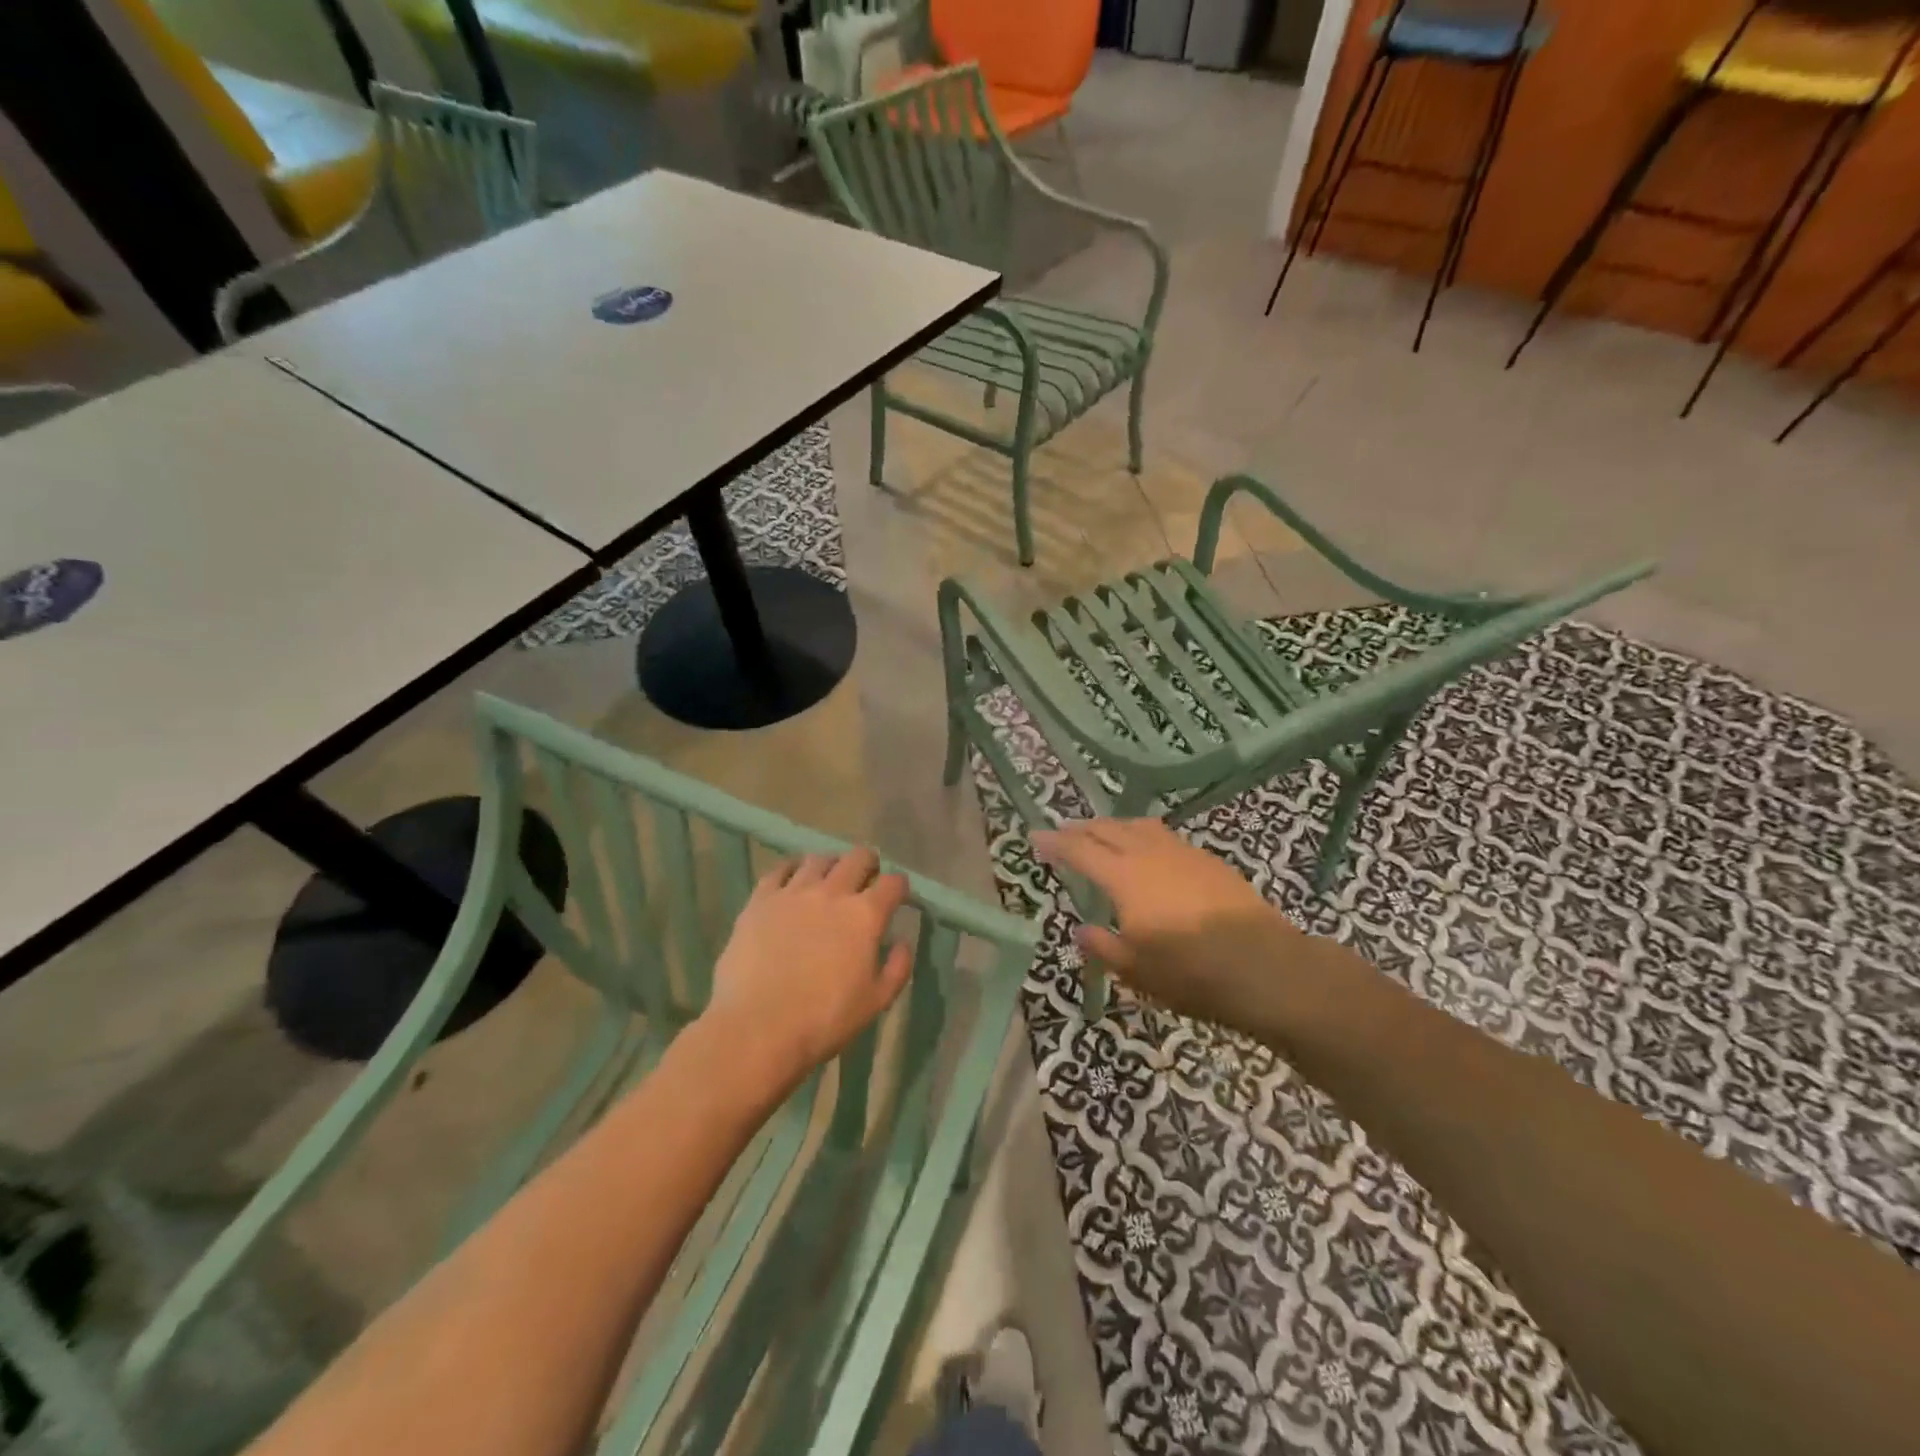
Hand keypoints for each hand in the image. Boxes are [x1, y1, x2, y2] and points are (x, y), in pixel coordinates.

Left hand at [701, 847, 912, 1092]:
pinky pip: (780, 869)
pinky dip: (793, 868)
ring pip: (819, 859)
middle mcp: (832, 893)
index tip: (898, 895)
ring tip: (829, 876)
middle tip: (867, 877)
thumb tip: (901, 942)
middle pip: (857, 858)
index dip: (899, 886)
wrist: (758, 1028)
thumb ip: (897, 968)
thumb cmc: (824, 1020)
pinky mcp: (760, 900)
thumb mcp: (876, 1002)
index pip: (893, 884)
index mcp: (865, 916)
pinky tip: (793, 878)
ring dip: (832, 864)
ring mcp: (793, 892)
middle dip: (869, 863)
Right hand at [1033, 818, 1309, 1030]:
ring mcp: (1184, 853)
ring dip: (1114, 826)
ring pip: (1139, 826)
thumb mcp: (1137, 971)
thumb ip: (1104, 947)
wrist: (1266, 967)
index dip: (1055, 843)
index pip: (1080, 850)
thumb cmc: (1192, 973)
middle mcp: (1150, 854)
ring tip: (1103, 833)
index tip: (1035, 837)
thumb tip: (1082, 930)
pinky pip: (1165, 836)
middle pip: (1108, 829)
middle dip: (1082, 829)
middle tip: (1064, 833)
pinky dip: (1144, 835)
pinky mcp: (1210, 861)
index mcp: (1125, 878)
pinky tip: (1149, 851)